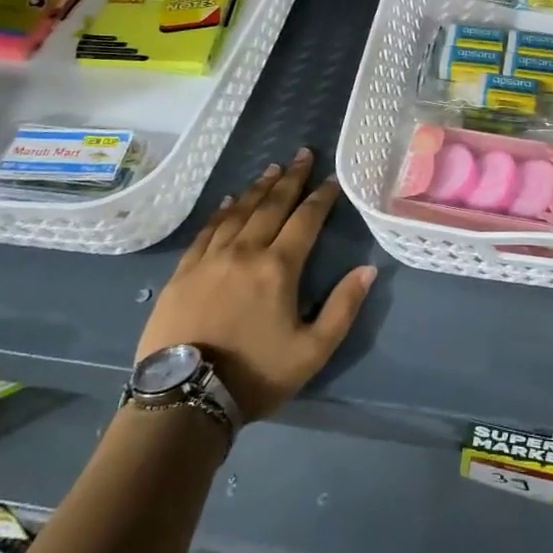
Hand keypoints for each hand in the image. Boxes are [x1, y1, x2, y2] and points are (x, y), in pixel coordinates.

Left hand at [135, 149, 376, 423]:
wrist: (183, 398)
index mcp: (278, 267)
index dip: (321, 196)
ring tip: (272, 169)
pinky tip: (227, 201)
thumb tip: (368, 269)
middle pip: (271, 205)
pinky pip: (207, 231)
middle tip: (302, 154)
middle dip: (290, 179)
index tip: (332, 178)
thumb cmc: (255, 375)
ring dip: (257, 188)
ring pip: (238, 212)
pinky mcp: (183, 272)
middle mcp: (245, 251)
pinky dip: (221, 212)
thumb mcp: (312, 351)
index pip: (306, 220)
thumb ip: (343, 308)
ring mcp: (210, 259)